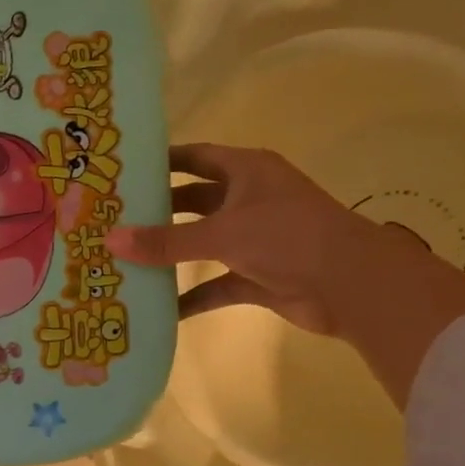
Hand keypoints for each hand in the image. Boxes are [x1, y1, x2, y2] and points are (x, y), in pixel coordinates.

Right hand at [108, 144, 464, 405]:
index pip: (195, 157)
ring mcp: (254, 239)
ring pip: (201, 243)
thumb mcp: (222, 234)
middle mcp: (249, 199)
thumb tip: (109, 240)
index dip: (160, 160)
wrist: (355, 287)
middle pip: (192, 201)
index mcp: (247, 172)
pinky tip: (157, 308)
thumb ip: (165, 241)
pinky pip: (214, 283)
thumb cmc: (289, 238)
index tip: (121, 170)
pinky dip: (190, 295)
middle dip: (156, 211)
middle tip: (110, 219)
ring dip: (169, 255)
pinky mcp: (258, 274)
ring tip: (123, 261)